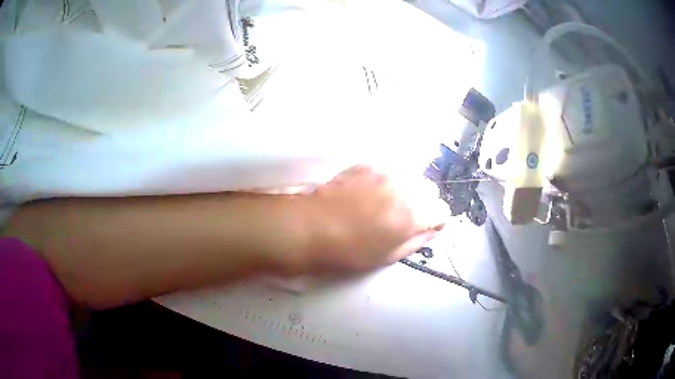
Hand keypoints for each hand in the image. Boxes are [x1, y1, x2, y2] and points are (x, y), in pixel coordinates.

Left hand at [302, 165, 447, 272]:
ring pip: (411, 176)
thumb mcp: (389, 256)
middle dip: (422, 203)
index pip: (443, 210)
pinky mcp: (369, 163)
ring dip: (406, 189)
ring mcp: (387, 171)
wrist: (313, 226)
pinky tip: (369, 192)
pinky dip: (387, 180)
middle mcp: (406, 186)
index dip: (434, 221)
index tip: (421, 227)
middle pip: (430, 190)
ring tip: (384, 202)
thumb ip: (418, 241)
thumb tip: (433, 230)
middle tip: (401, 216)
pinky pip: (390, 169)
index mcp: (414, 214)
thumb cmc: (351, 250)